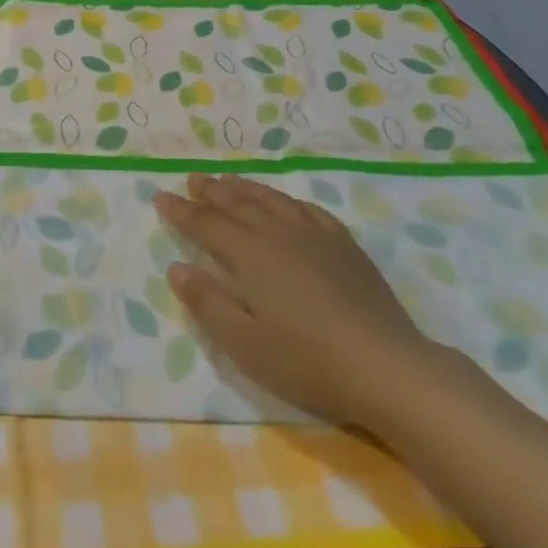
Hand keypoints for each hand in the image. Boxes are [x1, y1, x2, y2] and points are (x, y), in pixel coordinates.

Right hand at [153, 173, 445, 428]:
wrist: (387, 368)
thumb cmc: (306, 361)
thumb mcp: (244, 343)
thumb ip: (207, 303)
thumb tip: (177, 267)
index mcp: (250, 256)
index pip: (206, 225)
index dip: (181, 211)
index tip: (160, 197)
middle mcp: (279, 235)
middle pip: (239, 204)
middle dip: (211, 191)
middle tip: (193, 179)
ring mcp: (317, 237)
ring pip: (273, 201)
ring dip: (246, 189)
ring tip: (229, 180)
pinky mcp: (345, 247)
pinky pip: (309, 210)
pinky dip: (288, 200)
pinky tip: (286, 203)